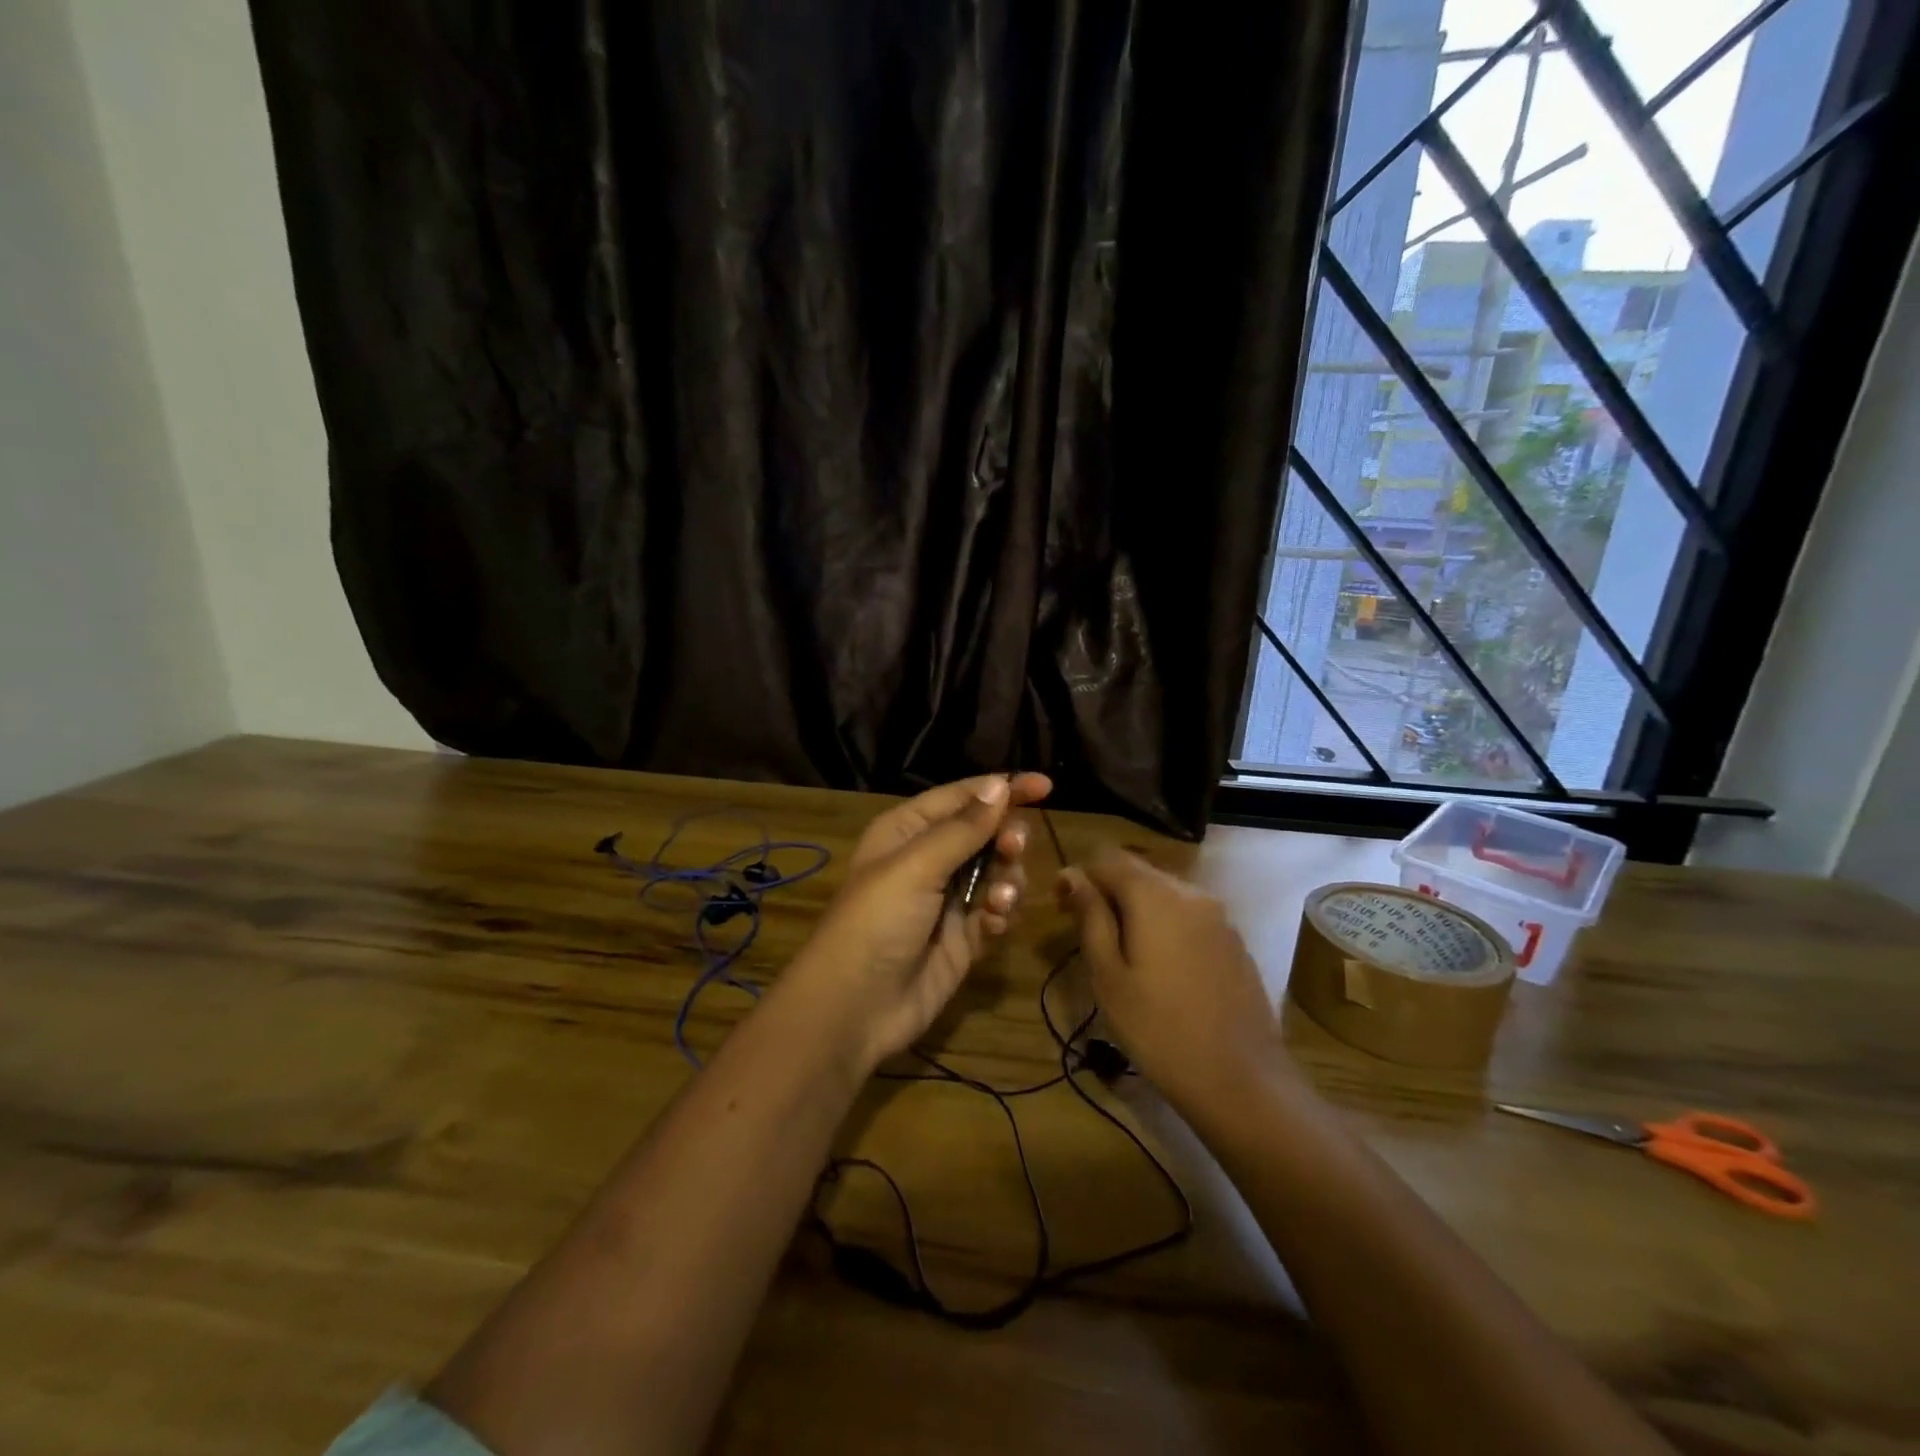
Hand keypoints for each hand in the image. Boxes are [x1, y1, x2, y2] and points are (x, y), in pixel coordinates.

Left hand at [790, 772, 1051, 1069]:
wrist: (854, 1009)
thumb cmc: (877, 922)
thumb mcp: (916, 867)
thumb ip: (963, 829)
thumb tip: (1000, 785)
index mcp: (907, 831)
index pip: (962, 798)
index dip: (1003, 789)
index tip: (1046, 786)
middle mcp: (928, 860)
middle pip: (985, 835)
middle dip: (1006, 839)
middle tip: (1014, 849)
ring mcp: (946, 901)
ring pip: (997, 874)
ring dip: (1006, 881)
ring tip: (998, 900)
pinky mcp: (962, 939)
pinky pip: (994, 914)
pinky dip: (998, 916)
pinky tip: (990, 926)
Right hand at [1056, 849, 1284, 1110]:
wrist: (1241, 1080)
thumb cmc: (1158, 1029)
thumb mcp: (1109, 975)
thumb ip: (1091, 917)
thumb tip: (1073, 876)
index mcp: (1154, 895)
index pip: (1106, 858)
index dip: (1079, 876)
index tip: (1061, 909)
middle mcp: (1190, 893)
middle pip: (1138, 872)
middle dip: (1107, 891)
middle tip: (1086, 932)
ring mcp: (1219, 916)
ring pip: (1165, 893)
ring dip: (1136, 908)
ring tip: (1122, 952)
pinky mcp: (1234, 941)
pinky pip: (1190, 916)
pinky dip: (1166, 925)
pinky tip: (1161, 967)